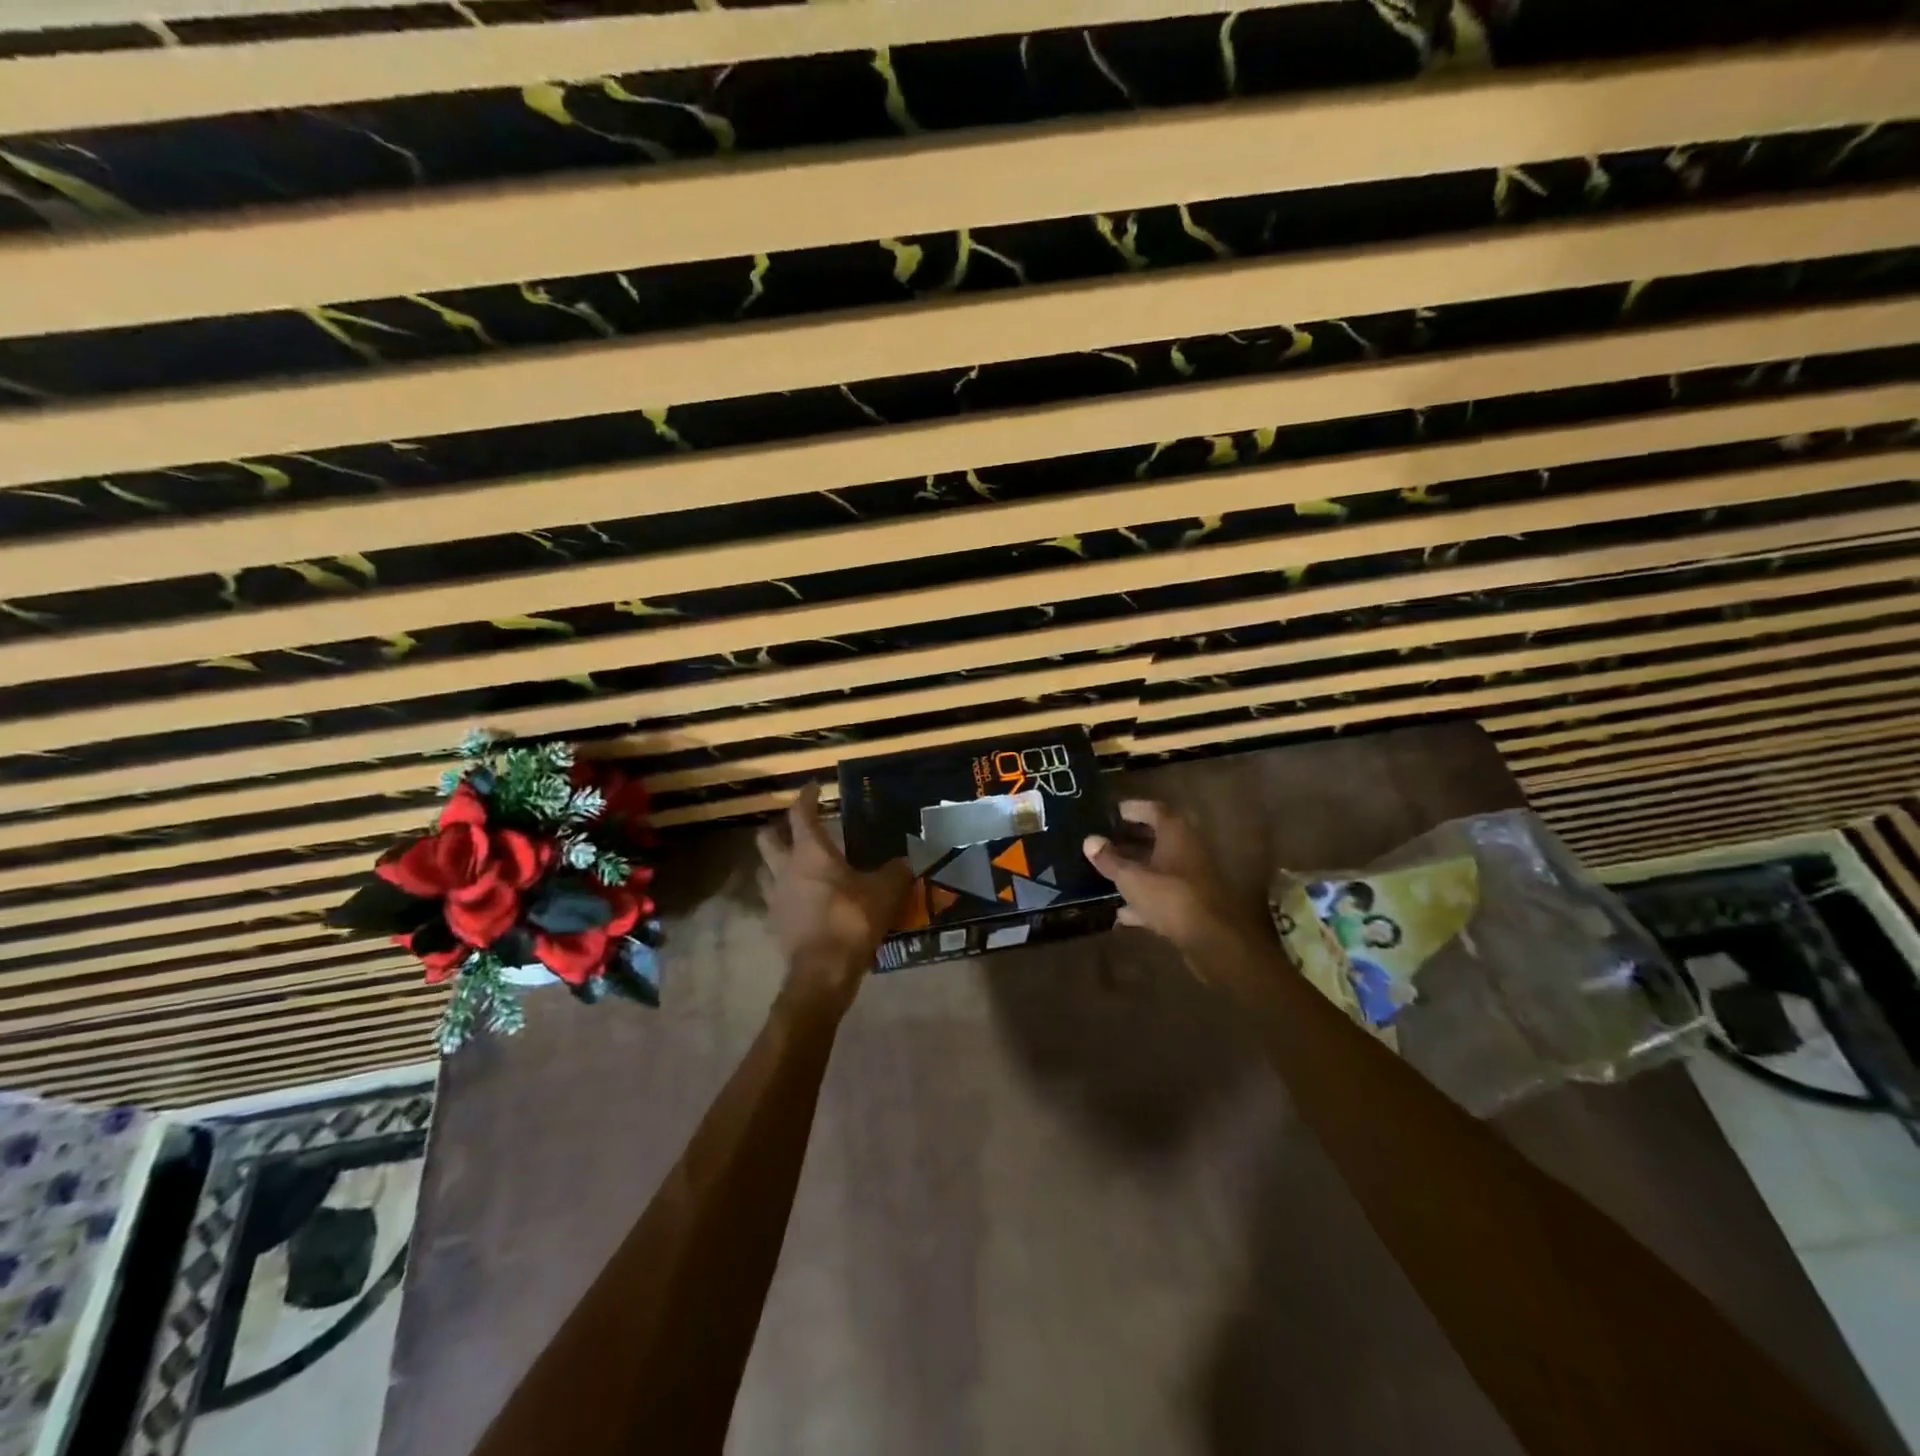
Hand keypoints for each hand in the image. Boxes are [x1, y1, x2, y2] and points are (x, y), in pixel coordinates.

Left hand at [756, 784, 911, 1006]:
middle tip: (795, 828)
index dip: (806, 797)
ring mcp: (775, 898)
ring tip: (794, 864)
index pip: (801, 814)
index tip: (812, 787)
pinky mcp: (774, 924)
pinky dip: (784, 895)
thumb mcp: (885, 892)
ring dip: (775, 862)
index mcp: (810, 852)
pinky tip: (800, 901)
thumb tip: (905, 861)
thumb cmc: (851, 920)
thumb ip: (895, 872)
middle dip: (778, 828)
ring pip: (764, 869)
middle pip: (767, 838)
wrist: (823, 971)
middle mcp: (785, 868)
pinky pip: (774, 900)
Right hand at [1083, 800, 1268, 962]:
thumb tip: (1089, 840)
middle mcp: (1189, 848)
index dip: (1133, 809)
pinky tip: (1123, 912)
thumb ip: (1109, 859)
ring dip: (1138, 868)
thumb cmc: (1170, 897)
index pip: (1154, 809)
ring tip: (1110, 872)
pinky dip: (1145, 897)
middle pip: (1159, 837)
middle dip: (1133, 839)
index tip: (1113, 812)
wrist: (1212, 939)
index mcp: (1176, 833)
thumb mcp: (1131, 878)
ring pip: (1161, 866)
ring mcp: (1193, 876)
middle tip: (1108, 840)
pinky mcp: (1194, 902)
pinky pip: (1165, 892)